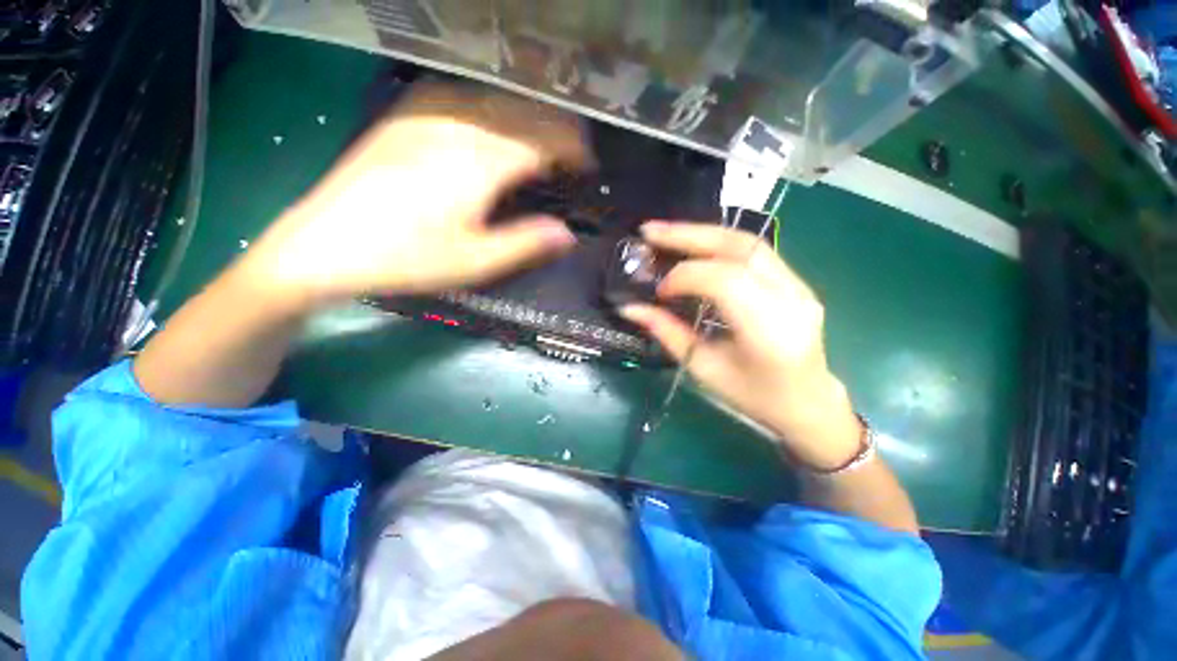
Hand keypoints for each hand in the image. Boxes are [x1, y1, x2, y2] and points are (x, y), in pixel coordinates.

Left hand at [240, 82, 590, 310]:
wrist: (324, 245)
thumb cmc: (407, 258)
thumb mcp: (475, 262)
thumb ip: (526, 244)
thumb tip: (568, 235)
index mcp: (478, 162)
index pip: (541, 139)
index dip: (572, 147)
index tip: (588, 163)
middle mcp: (455, 126)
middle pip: (520, 112)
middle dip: (555, 128)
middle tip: (572, 152)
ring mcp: (424, 116)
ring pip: (492, 100)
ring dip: (525, 116)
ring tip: (540, 137)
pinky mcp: (402, 118)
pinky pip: (459, 98)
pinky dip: (489, 108)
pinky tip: (489, 122)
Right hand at [619, 222, 861, 470]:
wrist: (807, 402)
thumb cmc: (753, 396)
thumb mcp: (703, 369)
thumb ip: (667, 333)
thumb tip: (629, 308)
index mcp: (769, 332)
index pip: (724, 281)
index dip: (684, 277)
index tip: (659, 292)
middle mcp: (791, 299)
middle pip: (739, 247)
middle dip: (689, 235)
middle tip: (649, 231)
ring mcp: (799, 285)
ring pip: (748, 242)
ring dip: (702, 232)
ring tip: (666, 232)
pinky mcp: (796, 281)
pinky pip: (754, 251)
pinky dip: (718, 243)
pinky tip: (694, 245)